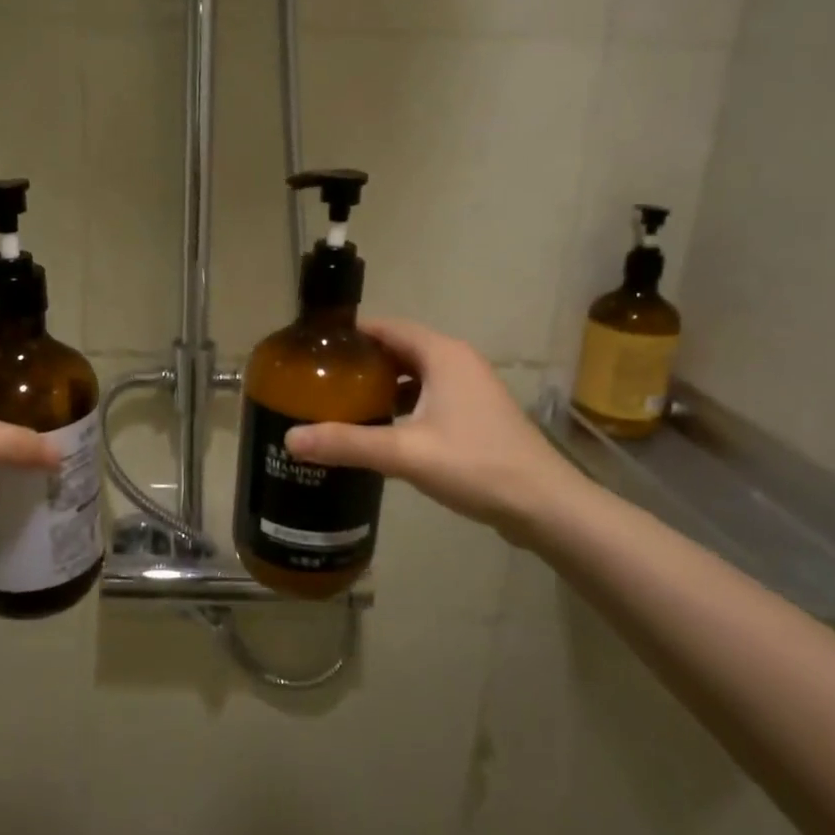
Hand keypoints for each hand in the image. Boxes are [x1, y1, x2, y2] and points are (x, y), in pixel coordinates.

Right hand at [282, 317, 592, 541]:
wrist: (544, 506)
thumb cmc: (476, 465)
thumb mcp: (406, 453)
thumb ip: (348, 443)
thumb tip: (290, 439)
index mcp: (442, 355)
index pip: (386, 327)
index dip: (350, 334)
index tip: (314, 348)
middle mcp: (457, 362)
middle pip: (398, 349)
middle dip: (361, 362)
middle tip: (319, 379)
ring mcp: (469, 389)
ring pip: (414, 375)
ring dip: (381, 385)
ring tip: (341, 403)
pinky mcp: (474, 415)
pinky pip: (428, 397)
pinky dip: (401, 405)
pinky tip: (379, 430)